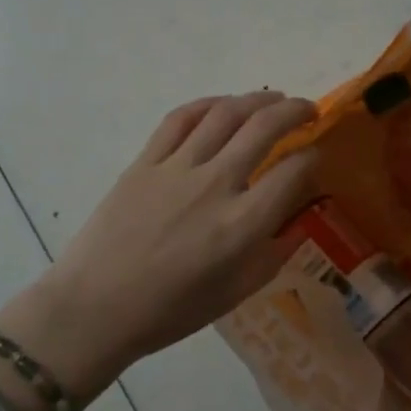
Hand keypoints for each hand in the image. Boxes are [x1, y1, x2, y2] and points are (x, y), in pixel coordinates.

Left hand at [27, 92, 318, 388]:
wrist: (94, 309)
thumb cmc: (169, 312)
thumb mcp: (234, 294)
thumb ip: (273, 256)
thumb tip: (298, 225)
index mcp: (242, 225)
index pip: (293, 172)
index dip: (313, 158)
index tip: (316, 157)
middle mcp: (215, 185)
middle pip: (264, 128)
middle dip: (295, 112)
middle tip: (308, 111)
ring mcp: (176, 168)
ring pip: (225, 113)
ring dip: (257, 99)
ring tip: (273, 98)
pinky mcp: (144, 162)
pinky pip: (180, 119)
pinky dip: (207, 104)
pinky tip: (222, 105)